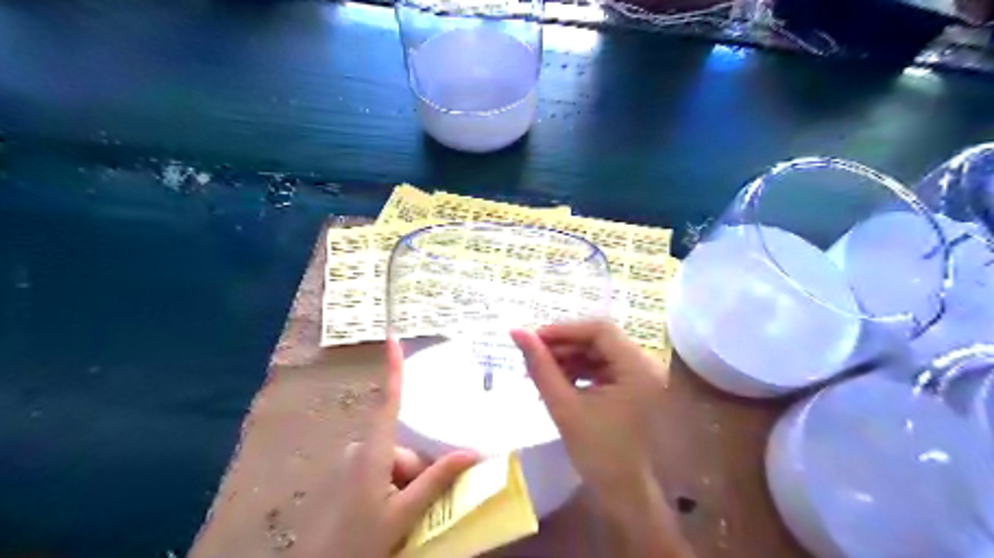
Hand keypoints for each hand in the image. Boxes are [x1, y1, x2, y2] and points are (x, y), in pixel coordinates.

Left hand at [284, 337, 477, 556]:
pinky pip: (383, 471)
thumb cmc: (359, 542)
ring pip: (396, 463)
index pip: (388, 401)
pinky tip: (393, 513)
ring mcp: (354, 464)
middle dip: (418, 473)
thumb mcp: (404, 514)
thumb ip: (436, 481)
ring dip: (407, 484)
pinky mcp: (350, 476)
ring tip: (406, 517)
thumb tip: (472, 453)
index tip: (392, 338)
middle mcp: (361, 450)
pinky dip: (395, 487)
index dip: (392, 369)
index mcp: (373, 452)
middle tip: (421, 508)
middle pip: (404, 448)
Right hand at [512, 321, 692, 555]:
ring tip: (540, 370)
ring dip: (569, 357)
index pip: (600, 329)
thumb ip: (540, 366)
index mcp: (638, 367)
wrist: (624, 494)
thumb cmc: (597, 453)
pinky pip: (604, 366)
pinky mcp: (634, 386)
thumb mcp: (564, 406)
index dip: (564, 329)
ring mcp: (642, 375)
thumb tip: (516, 331)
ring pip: (600, 352)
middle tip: (532, 355)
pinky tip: (558, 380)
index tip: (533, 339)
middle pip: (600, 339)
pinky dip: (580, 369)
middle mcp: (646, 364)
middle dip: (564, 344)